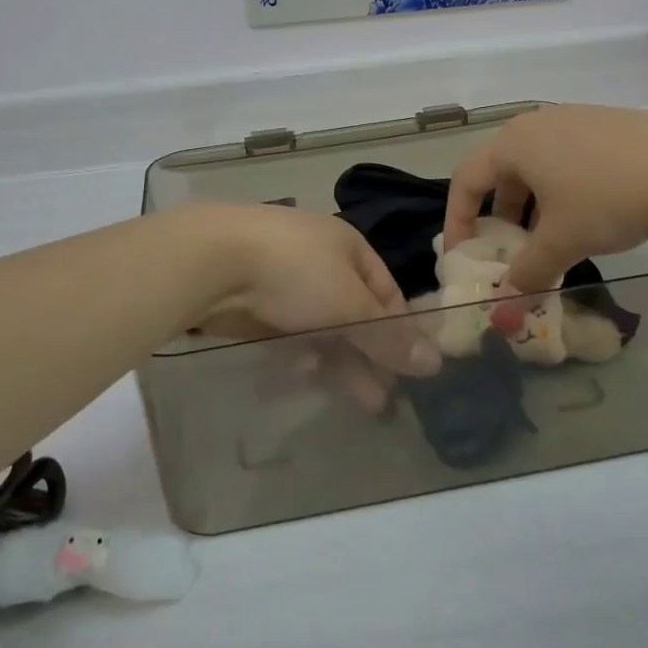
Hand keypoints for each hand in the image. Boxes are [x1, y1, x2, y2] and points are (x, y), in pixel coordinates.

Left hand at [177, 204, 436, 376]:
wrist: (212, 262)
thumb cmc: (295, 272)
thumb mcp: (351, 305)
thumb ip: (389, 337)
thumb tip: (435, 362)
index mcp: (347, 244)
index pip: (386, 290)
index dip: (399, 329)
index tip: (410, 369)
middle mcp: (318, 257)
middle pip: (354, 311)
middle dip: (369, 355)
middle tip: (382, 399)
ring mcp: (282, 278)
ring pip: (321, 325)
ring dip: (340, 362)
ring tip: (357, 402)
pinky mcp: (253, 301)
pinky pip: (288, 332)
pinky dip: (302, 354)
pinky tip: (305, 378)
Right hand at [442, 106, 647, 292]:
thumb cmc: (609, 197)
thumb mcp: (563, 242)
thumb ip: (529, 272)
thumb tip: (510, 300)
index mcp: (513, 144)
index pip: (466, 180)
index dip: (457, 220)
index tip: (463, 256)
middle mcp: (536, 124)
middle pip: (501, 173)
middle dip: (499, 217)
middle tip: (507, 252)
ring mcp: (573, 120)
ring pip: (536, 168)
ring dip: (532, 208)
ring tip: (548, 242)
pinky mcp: (605, 126)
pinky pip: (566, 161)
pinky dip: (561, 194)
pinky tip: (586, 220)